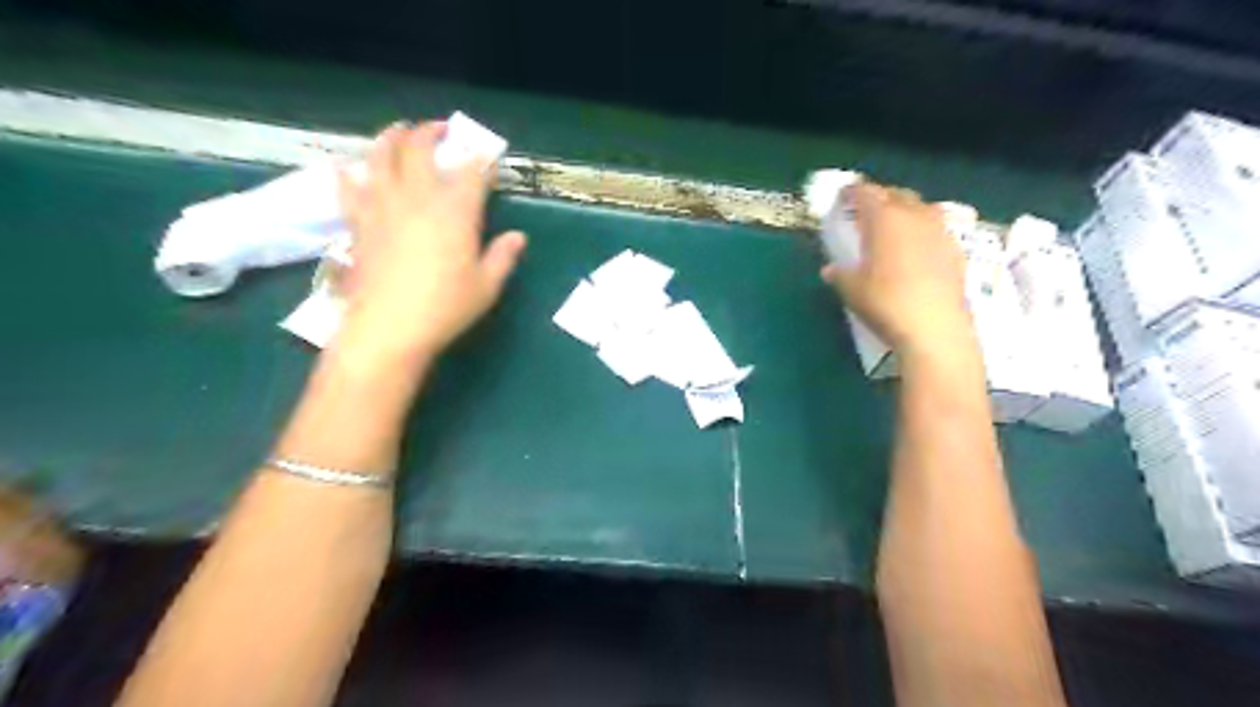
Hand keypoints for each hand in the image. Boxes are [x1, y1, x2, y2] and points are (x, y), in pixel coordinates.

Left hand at [333, 122, 527, 364]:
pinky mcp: (358, 222)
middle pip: (419, 148)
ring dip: (390, 138)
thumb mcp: (487, 286)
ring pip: (380, 156)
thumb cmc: (446, 308)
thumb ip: (503, 257)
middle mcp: (418, 198)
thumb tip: (518, 237)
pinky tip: (347, 167)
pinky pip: (348, 187)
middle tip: (440, 129)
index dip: (482, 159)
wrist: (389, 329)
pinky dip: (348, 173)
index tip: (489, 157)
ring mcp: (383, 206)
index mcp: (455, 211)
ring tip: (397, 131)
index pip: (471, 171)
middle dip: (431, 132)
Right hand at [819, 183, 972, 355]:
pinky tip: (916, 248)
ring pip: (921, 208)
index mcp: (884, 219)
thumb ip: (840, 274)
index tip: (843, 196)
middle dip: (880, 197)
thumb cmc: (885, 302)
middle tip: (866, 210)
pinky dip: (922, 230)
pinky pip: (937, 228)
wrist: (934, 328)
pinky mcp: (956, 251)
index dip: (852, 192)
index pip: (866, 193)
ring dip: (905, 210)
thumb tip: (831, 269)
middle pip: (896, 194)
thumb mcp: (852, 290)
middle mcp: (914, 216)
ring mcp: (940, 231)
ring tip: (893, 226)